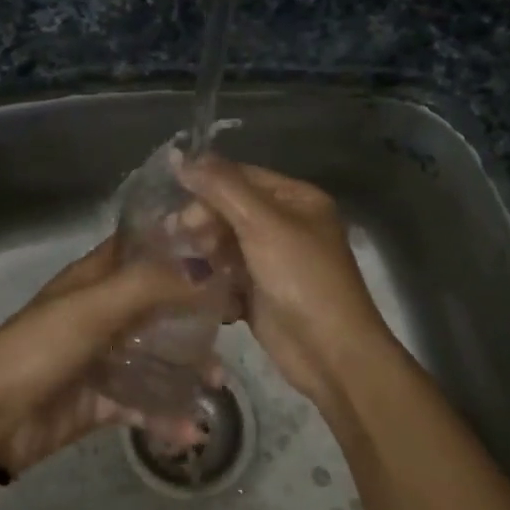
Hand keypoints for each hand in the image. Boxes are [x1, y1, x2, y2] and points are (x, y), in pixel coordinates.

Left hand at [0, 235, 209, 476]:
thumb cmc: (39, 349)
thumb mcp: (93, 309)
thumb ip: (149, 286)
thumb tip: (207, 267)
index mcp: (94, 279)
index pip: (143, 248)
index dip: (180, 243)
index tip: (228, 246)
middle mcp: (102, 311)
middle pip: (158, 302)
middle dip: (196, 311)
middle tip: (238, 320)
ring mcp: (103, 357)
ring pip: (156, 354)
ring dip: (188, 367)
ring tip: (219, 383)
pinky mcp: (102, 399)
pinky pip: (144, 403)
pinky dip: (167, 415)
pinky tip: (193, 430)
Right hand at [175, 155, 398, 408]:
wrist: (331, 353)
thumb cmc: (301, 279)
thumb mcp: (262, 224)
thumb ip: (222, 187)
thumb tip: (181, 156)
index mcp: (297, 199)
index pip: (241, 177)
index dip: (207, 187)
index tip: (178, 207)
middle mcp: (287, 225)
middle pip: (230, 210)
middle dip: (203, 222)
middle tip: (180, 239)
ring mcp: (274, 261)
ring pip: (225, 244)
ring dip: (204, 252)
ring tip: (188, 267)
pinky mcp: (261, 293)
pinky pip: (228, 276)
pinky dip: (213, 281)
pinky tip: (201, 291)